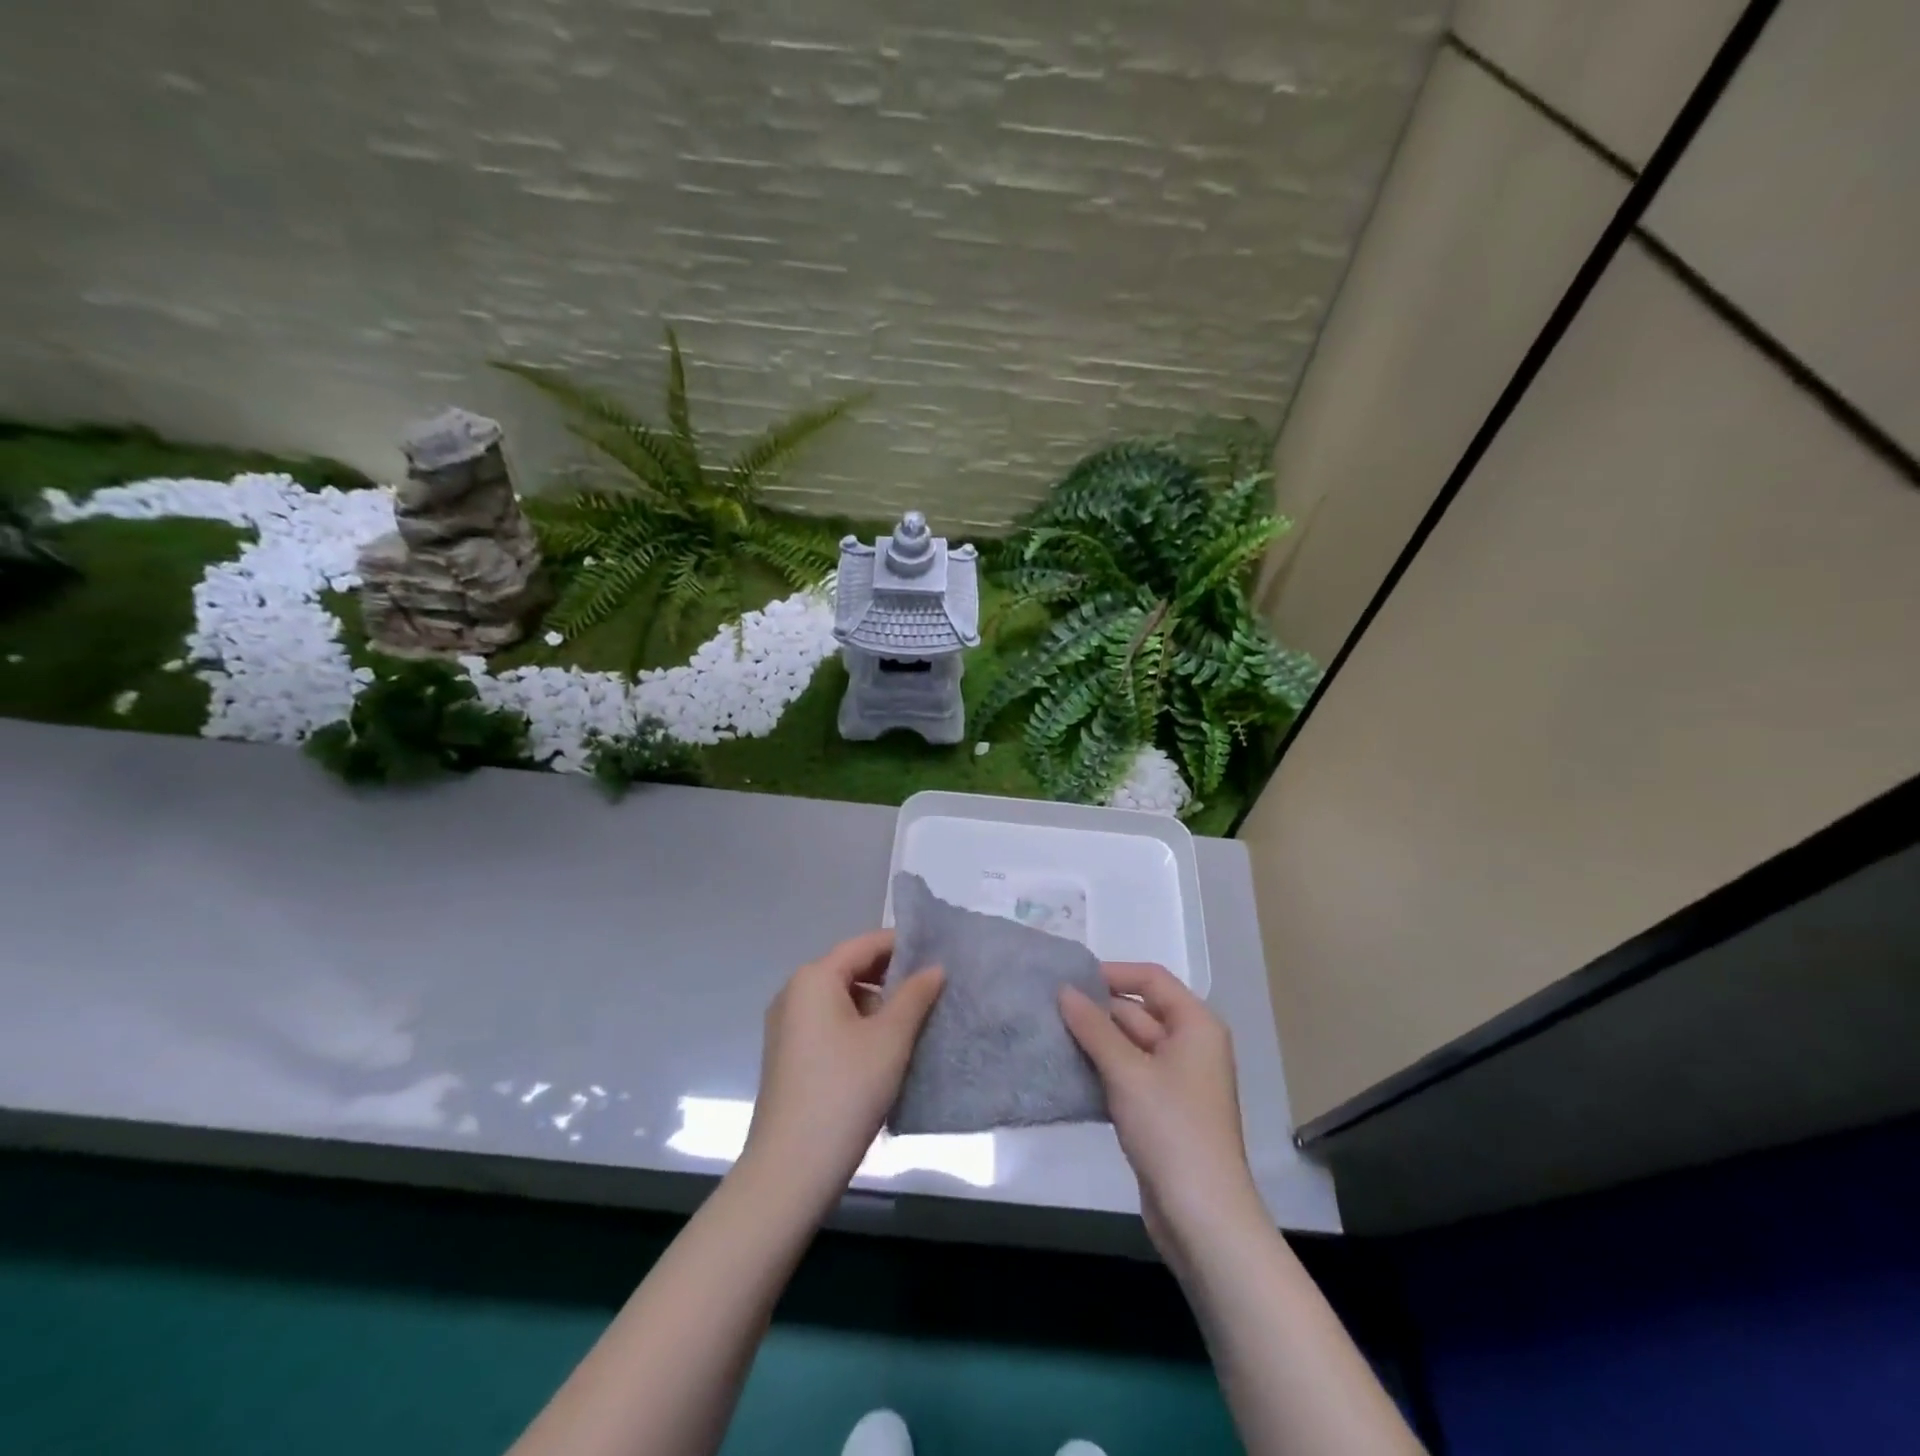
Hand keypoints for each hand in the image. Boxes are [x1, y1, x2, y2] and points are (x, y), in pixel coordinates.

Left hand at [741, 929, 944, 1210]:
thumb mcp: (890, 1039)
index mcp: (814, 978)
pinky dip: (857, 1027)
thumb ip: (915, 995)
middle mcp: (793, 993)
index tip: (939, 954)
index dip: (903, 945)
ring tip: (915, 1024)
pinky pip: (828, 1024)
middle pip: (851, 969)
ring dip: (877, 1005)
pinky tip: (884, 1051)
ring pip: (841, 999)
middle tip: (933, 990)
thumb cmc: (845, 1091)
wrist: (791, 1170)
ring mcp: (786, 1026)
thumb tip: (935, 967)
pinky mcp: (788, 1056)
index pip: (865, 944)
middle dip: (891, 977)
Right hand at [1061, 963, 1264, 1265]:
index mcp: (1195, 1025)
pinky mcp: (1161, 1110)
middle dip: (1096, 1011)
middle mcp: (1190, 1045)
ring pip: (1129, 1045)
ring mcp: (1176, 1080)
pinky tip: (1067, 1072)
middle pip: (1138, 1011)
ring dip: (1094, 1042)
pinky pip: (1127, 1075)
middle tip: (1048, 1009)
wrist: (1202, 1216)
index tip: (1070, 980)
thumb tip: (1064, 990)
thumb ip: (1094, 1027)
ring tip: (1050, 1035)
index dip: (1113, 973)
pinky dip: (1101, 1071)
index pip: (1152, 979)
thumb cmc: (1171, 1129)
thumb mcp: (1127, 1071)